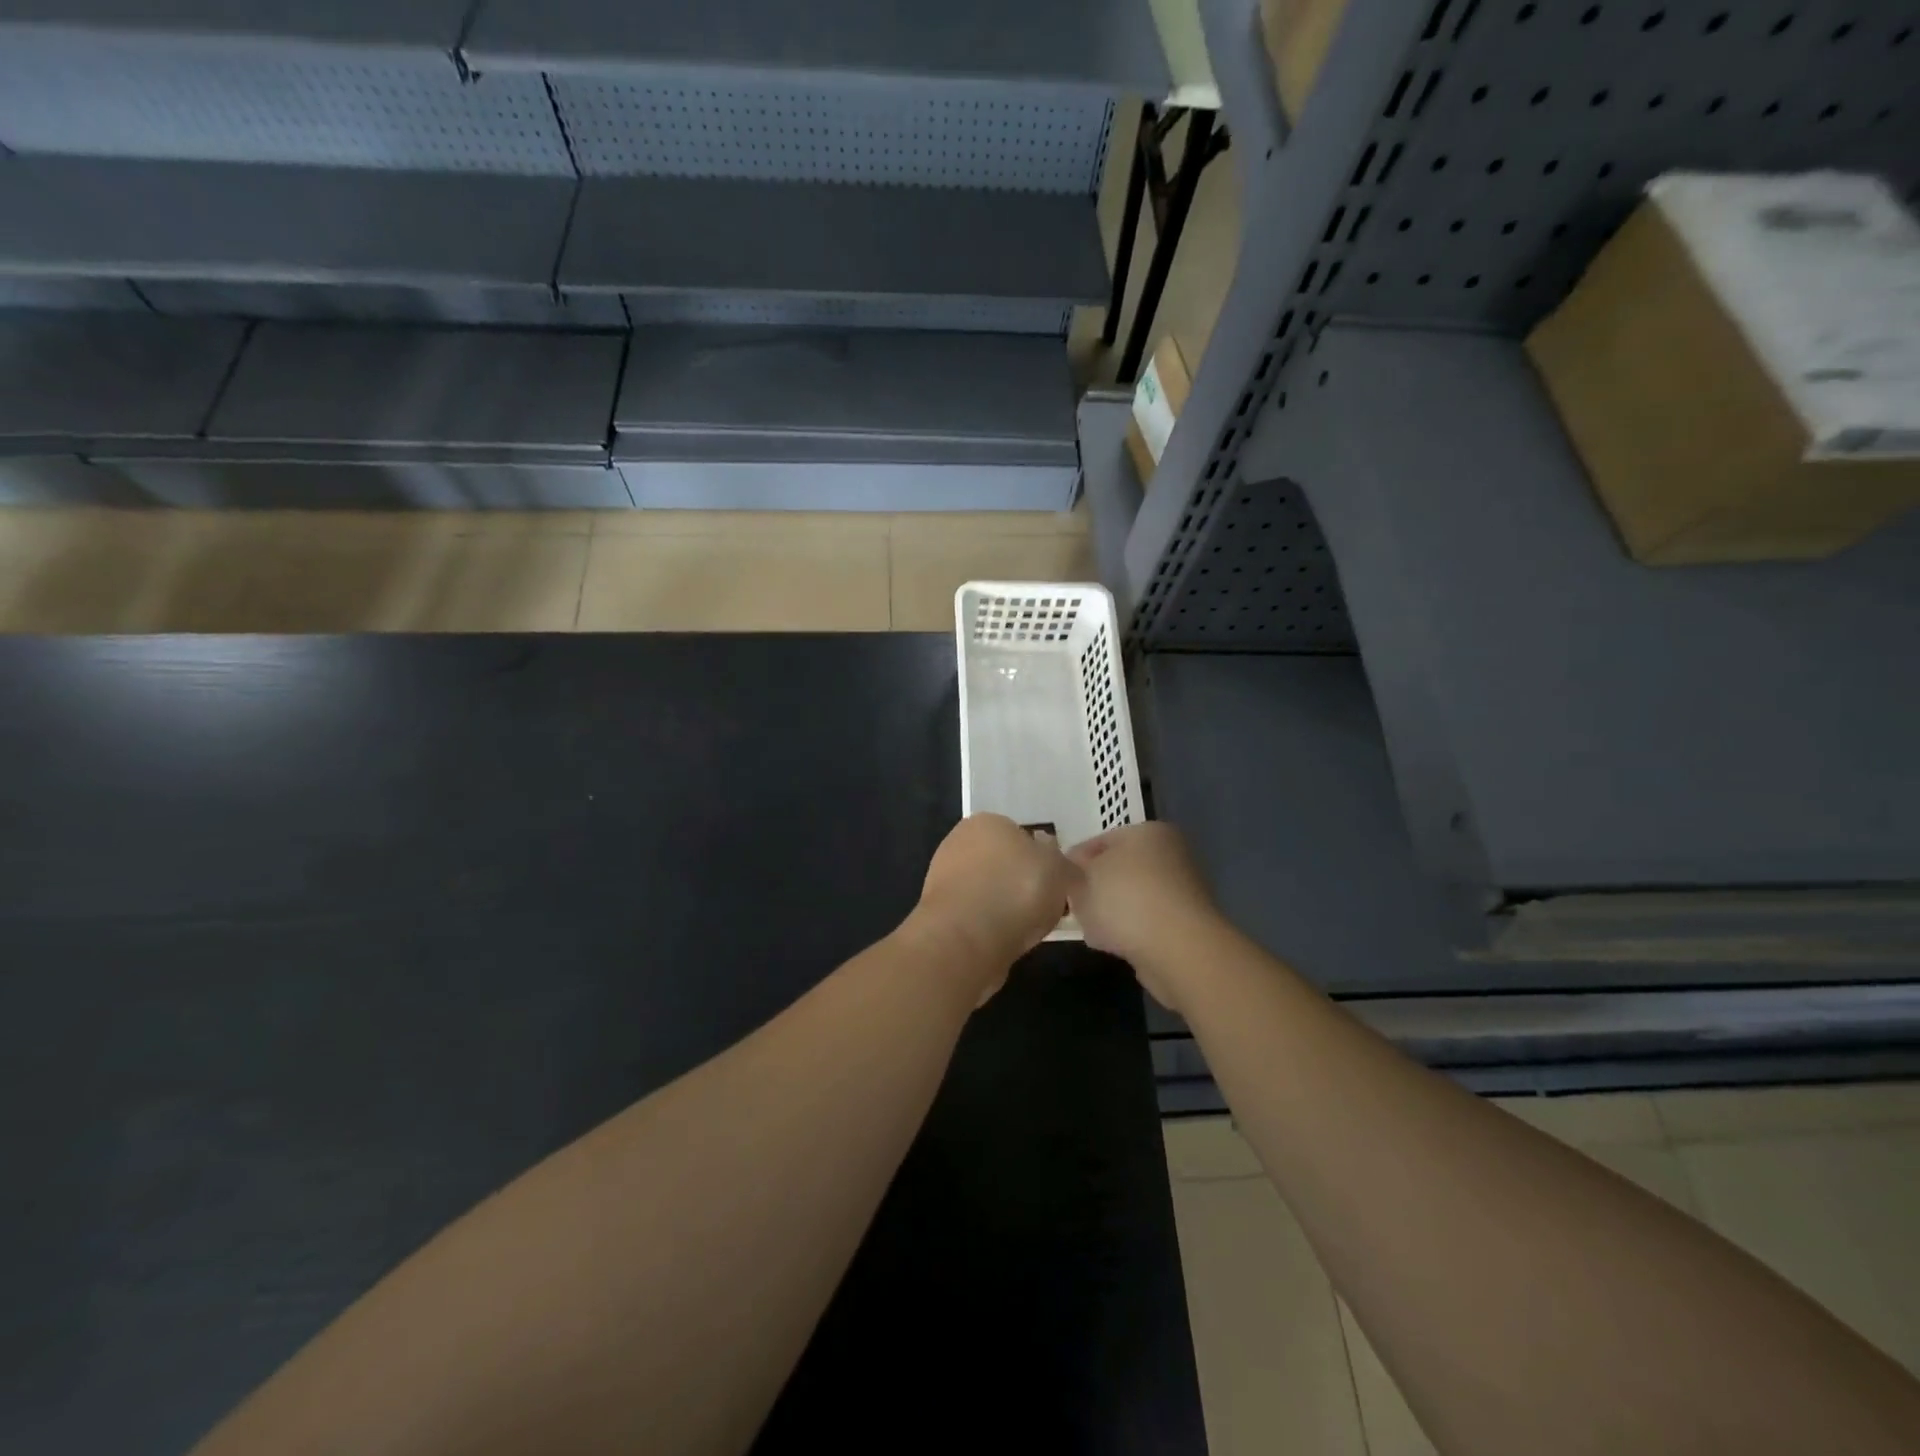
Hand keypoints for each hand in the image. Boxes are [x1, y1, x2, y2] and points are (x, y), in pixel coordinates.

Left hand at [912, 814, 1078, 999]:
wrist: (966, 939)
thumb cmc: (1017, 890)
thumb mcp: (1059, 869)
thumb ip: (1062, 862)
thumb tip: (1055, 860)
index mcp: (987, 821)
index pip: (1019, 834)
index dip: (1039, 858)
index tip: (1054, 881)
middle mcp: (960, 842)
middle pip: (1002, 862)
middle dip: (1021, 882)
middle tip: (1045, 905)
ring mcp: (944, 877)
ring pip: (988, 890)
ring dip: (1005, 906)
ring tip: (1028, 928)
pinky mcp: (940, 912)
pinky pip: (976, 915)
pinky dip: (991, 926)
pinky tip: (1005, 940)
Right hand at [1067, 823, 1223, 1010]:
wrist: (1178, 950)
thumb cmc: (1125, 899)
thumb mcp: (1082, 878)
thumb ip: (1072, 872)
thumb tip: (1072, 873)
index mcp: (1147, 831)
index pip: (1100, 840)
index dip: (1074, 861)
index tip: (1057, 883)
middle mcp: (1170, 854)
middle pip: (1118, 869)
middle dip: (1093, 888)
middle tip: (1072, 906)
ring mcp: (1181, 890)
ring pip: (1131, 897)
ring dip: (1110, 912)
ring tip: (1091, 929)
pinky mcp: (1185, 924)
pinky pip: (1145, 923)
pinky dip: (1130, 931)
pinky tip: (1113, 945)